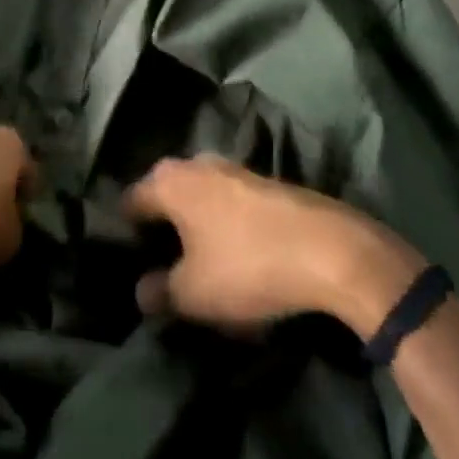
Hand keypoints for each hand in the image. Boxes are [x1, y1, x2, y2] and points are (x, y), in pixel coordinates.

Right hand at [121, 155, 426, 333]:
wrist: (332, 251)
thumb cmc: (247, 266)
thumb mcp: (194, 294)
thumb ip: (160, 292)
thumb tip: (143, 290)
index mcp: (169, 181)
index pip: (130, 202)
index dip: (125, 235)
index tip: (130, 266)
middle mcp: (196, 164)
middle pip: (165, 198)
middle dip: (162, 231)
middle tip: (163, 270)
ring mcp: (234, 169)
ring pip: (200, 201)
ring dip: (196, 229)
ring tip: (200, 269)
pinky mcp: (266, 184)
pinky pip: (229, 205)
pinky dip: (225, 228)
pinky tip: (236, 259)